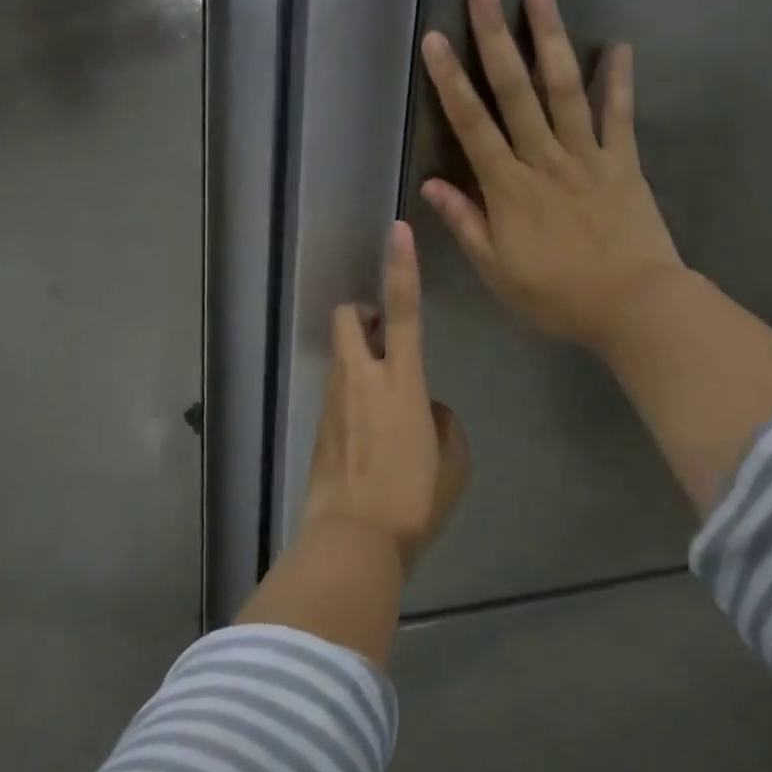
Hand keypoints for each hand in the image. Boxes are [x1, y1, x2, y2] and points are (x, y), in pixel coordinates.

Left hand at [302, 220, 469, 573]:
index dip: (400, 267)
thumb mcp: (453, 461)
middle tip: (382, 337)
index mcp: (401, 381)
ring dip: (359, 357)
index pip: (401, 310)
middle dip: (362, 313)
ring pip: (341, 355)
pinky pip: (337, 391)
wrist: (352, 540)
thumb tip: (425, 409)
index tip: (396, 232)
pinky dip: (353, 394)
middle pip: (348, 318)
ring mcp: (334, 400)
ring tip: (383, 402)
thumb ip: (442, 422)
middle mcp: (361, 378)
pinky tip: (369, 436)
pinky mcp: (318, 423)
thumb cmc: (413, 500)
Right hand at [419, 0, 683, 356]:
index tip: (434, 39)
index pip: (471, 124)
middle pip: (515, 91)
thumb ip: (465, 223)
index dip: (450, 80)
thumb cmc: (556, 295)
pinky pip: (620, 116)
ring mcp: (588, 156)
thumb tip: (431, 184)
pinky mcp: (624, 163)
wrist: (633, 307)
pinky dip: (619, 81)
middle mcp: (544, 159)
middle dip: (495, 39)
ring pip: (564, 90)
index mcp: (508, 187)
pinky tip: (619, 45)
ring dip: (551, 40)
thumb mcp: (496, 271)